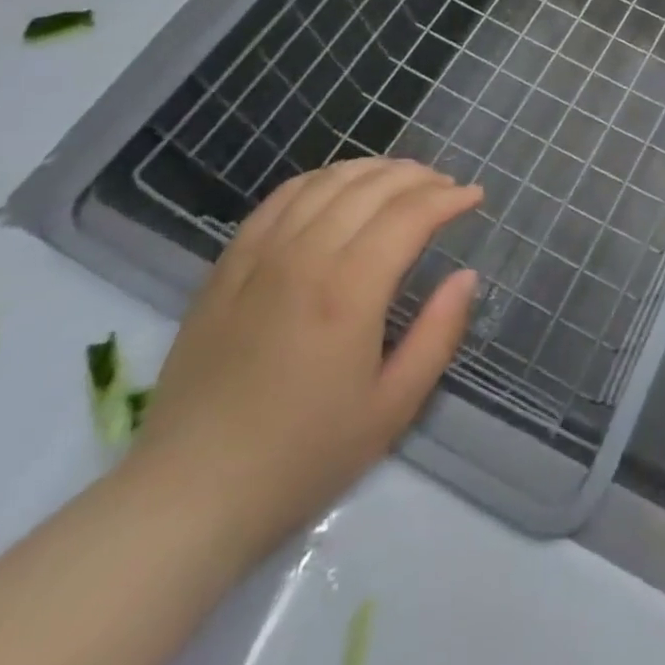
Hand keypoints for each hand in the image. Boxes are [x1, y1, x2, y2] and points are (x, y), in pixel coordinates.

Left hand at [124, 159, 481, 562]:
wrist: (190, 494)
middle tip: (446, 187)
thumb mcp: (393, 408)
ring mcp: (260, 256)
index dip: (448, 198)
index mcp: (349, 291)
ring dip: (373, 170)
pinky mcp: (227, 265)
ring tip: (401, 179)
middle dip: (418, 177)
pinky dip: (320, 179)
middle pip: (371, 187)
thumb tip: (466, 276)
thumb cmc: (303, 457)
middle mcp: (305, 257)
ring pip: (326, 182)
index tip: (474, 197)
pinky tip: (337, 187)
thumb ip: (439, 334)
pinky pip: (280, 198)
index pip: (410, 215)